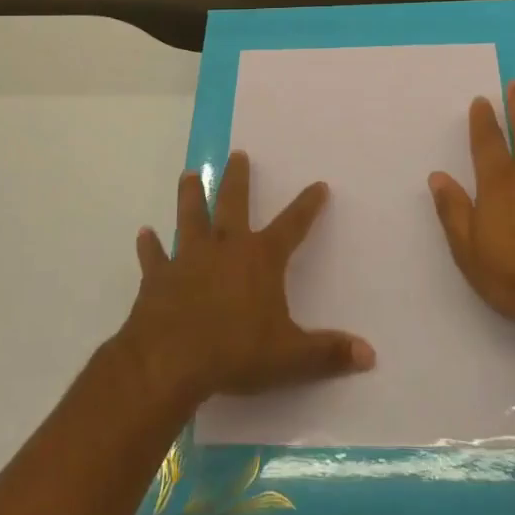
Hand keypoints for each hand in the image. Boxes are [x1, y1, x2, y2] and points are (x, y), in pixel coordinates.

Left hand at [119, 151, 375, 405]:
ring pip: (190, 217)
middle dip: (238, 179)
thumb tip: (370, 355)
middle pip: (233, 204)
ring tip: (188, 174)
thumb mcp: (290, 357)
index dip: (307, 206)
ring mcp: (188, 259)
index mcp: (260, 259)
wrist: (169, 361)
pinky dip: (150, 245)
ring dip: (190, 195)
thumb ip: (328, 353)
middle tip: (237, 154)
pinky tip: (144, 233)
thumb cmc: (235, 352)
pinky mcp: (158, 277)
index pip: (292, 225)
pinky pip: (154, 256)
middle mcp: (225, 248)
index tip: (319, 185)